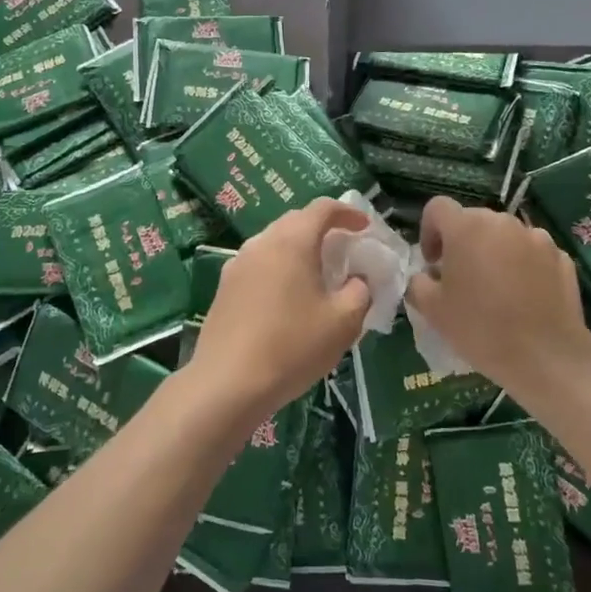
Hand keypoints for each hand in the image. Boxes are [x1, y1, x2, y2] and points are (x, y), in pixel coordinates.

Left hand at [192, 198, 372, 421]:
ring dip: (299, 249)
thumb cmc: (292, 346)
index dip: (348, 213)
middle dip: (323, 229)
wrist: (227, 383)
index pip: (322, 208)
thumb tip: (358, 279)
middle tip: (345, 250)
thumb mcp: (343, 322)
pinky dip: (280, 267)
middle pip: (296, 221)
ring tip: (318, 274)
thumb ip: (360, 291)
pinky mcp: (225, 287)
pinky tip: (289, 297)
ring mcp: (237, 264)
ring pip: (275, 242)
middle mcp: (261, 242)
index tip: (365, 227)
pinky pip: (259, 264)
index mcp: (292, 241)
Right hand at [405, 196, 590, 393]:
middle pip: (473, 221)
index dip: (429, 231)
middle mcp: (502, 222)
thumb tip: (428, 274)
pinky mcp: (561, 257)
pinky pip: (532, 253)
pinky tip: (524, 298)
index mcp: (466, 227)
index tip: (433, 263)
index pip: (437, 208)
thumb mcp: (432, 309)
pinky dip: (523, 266)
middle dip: (463, 243)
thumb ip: (418, 282)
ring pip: (505, 236)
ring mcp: (536, 237)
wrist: (546, 356)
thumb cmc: (480, 329)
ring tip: (496, 290)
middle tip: (461, 280)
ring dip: (494, 253)